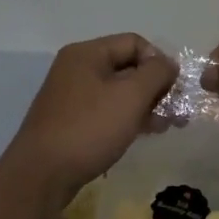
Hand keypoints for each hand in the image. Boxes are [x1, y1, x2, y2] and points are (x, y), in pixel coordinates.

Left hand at [1, 34, 176, 206]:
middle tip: (176, 111)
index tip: (174, 89)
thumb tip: (168, 64)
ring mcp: (72, 96)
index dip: (159, 61)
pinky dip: (128, 118)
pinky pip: (107, 110)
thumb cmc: (89, 129)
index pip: (135, 43)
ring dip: (146, 105)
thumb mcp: (131, 96)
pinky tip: (143, 133)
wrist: (41, 176)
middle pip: (127, 66)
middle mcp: (77, 69)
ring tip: (166, 126)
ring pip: (119, 91)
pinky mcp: (71, 121)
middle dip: (156, 86)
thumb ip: (156, 73)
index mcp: (87, 53)